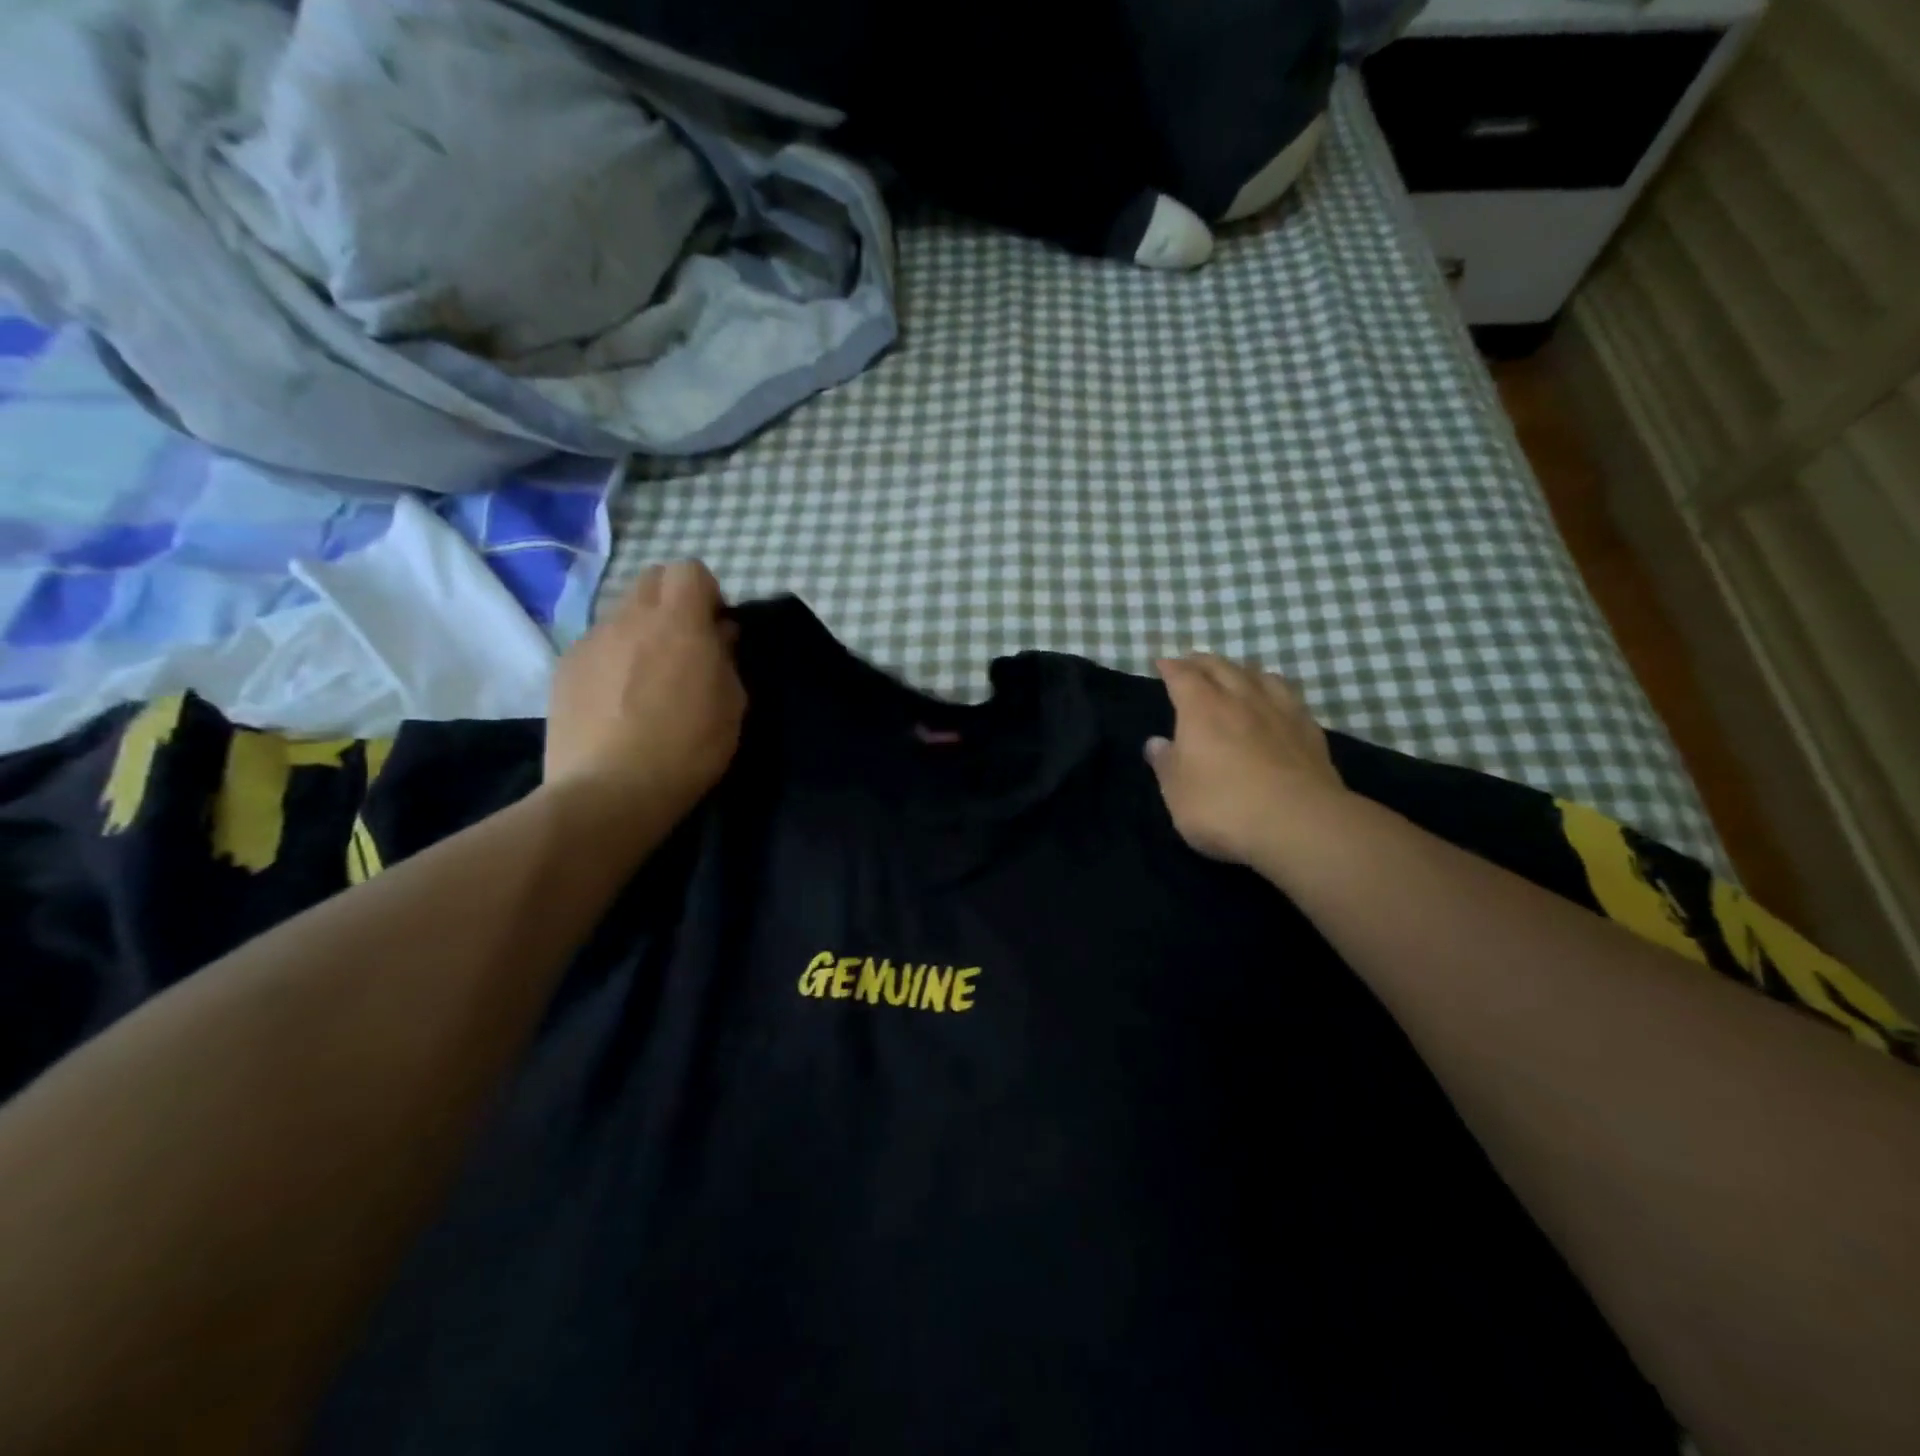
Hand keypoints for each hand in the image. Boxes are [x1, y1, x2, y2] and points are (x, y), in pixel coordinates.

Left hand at [543, 561, 745, 831]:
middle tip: (684, 644)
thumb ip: (726, 659)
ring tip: (647, 678)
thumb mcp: (732, 707)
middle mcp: (630, 619)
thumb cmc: (687, 749)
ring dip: (641, 630)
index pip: (690, 570)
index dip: (707, 592)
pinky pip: (597, 645)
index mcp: (678, 623)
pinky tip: (616, 700)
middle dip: (672, 600)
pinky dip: (613, 658)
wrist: (608, 792)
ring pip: (621, 613)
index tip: (715, 628)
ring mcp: (592, 641)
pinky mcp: (564, 667)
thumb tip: (718, 635)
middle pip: (651, 578)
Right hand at [1145, 655, 1352, 871]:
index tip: (1162, 662)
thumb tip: (1156, 743)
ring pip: (1260, 676)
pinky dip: (1275, 692)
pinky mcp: (1310, 731)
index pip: (1183, 676)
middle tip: (1192, 662)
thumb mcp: (1177, 793)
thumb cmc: (1223, 807)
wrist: (1299, 824)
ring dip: (1243, 671)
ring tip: (1236, 676)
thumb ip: (1166, 765)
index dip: (1170, 667)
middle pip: (1221, 668)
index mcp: (1202, 709)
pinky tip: (1276, 703)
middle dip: (1203, 662)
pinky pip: (1290, 698)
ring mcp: (1281, 712)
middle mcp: (1241, 700)